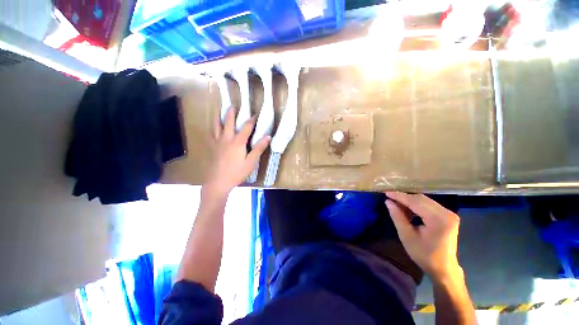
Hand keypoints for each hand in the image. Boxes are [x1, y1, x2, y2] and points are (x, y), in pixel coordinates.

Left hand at [204, 107, 269, 195]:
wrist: (218, 182)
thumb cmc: (237, 172)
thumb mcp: (251, 161)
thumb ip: (259, 148)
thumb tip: (268, 136)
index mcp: (238, 141)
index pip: (246, 127)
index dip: (251, 120)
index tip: (255, 114)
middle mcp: (226, 138)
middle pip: (228, 122)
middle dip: (231, 113)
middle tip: (233, 105)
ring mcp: (217, 142)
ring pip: (216, 126)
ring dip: (219, 117)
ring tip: (219, 111)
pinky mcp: (212, 147)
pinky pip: (211, 134)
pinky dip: (212, 128)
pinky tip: (213, 128)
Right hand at [385, 192, 461, 280]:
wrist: (443, 268)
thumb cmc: (424, 255)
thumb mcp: (406, 236)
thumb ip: (397, 217)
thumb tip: (388, 201)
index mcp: (438, 219)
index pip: (415, 202)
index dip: (399, 196)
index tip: (386, 193)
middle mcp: (446, 213)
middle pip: (421, 199)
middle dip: (404, 198)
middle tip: (390, 198)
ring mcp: (449, 214)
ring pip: (424, 200)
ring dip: (409, 200)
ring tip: (396, 203)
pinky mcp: (448, 216)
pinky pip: (429, 204)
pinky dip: (416, 204)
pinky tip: (408, 208)